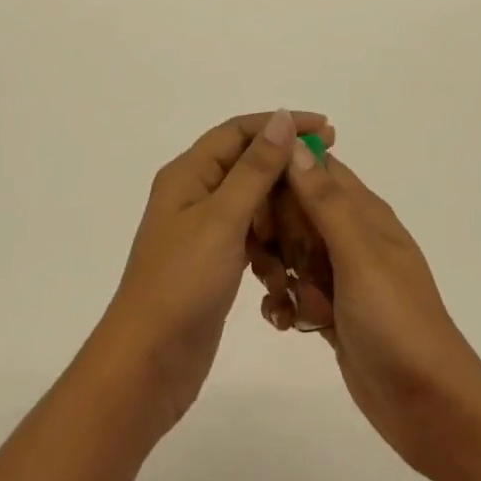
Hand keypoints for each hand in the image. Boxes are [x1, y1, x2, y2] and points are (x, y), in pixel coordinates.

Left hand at [97, 109, 334, 431]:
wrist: (149, 362)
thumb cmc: (182, 282)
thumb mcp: (222, 218)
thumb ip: (255, 168)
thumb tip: (282, 118)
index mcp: (188, 174)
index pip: (239, 131)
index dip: (281, 125)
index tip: (325, 129)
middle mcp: (194, 194)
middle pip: (246, 163)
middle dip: (286, 165)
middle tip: (331, 168)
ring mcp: (203, 230)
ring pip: (252, 202)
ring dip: (282, 204)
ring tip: (319, 210)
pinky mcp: (214, 262)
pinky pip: (250, 235)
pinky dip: (273, 238)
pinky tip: (296, 250)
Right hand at [252, 144, 480, 480]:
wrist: (430, 407)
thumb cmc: (397, 321)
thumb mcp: (359, 255)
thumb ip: (325, 201)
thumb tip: (296, 142)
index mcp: (364, 212)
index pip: (316, 169)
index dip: (284, 173)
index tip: (255, 194)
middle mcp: (352, 237)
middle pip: (297, 211)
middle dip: (276, 230)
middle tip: (268, 256)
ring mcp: (343, 276)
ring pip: (292, 253)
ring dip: (278, 270)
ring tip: (282, 295)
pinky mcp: (333, 312)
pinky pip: (298, 292)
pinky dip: (287, 303)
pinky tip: (286, 323)